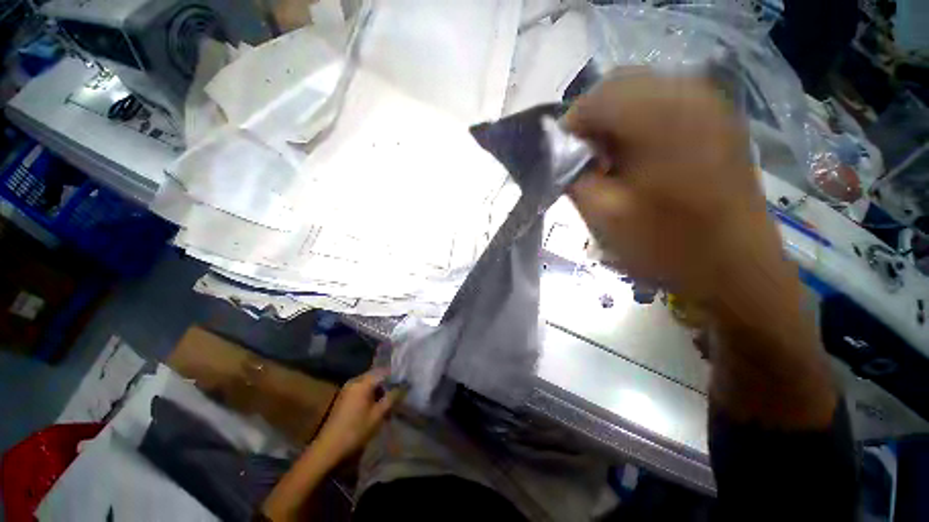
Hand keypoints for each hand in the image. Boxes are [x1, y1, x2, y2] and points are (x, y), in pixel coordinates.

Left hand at [312, 369, 401, 464]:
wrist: (328, 449)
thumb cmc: (355, 431)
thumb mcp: (378, 415)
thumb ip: (392, 397)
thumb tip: (404, 386)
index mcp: (363, 383)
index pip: (384, 372)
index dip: (396, 377)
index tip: (405, 384)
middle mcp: (354, 381)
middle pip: (376, 376)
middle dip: (387, 384)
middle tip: (398, 394)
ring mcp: (347, 388)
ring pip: (369, 383)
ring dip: (379, 390)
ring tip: (388, 403)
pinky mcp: (344, 397)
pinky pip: (362, 389)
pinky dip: (370, 394)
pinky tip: (376, 406)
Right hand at [565, 71, 783, 305]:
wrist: (734, 268)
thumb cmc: (665, 245)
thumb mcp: (602, 215)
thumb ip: (573, 177)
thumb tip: (561, 154)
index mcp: (657, 118)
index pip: (593, 99)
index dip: (569, 127)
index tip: (560, 158)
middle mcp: (688, 94)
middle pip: (619, 84)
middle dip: (591, 120)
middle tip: (583, 158)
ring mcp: (709, 104)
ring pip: (642, 90)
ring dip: (615, 120)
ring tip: (608, 159)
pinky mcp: (718, 119)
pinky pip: (666, 102)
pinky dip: (640, 121)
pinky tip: (638, 155)